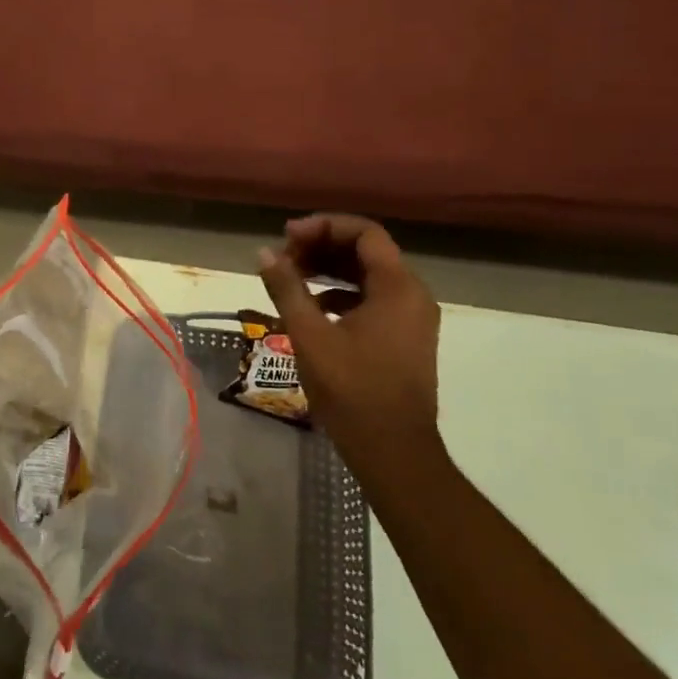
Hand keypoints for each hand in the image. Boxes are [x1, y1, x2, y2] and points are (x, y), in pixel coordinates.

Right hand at [257, 215, 442, 475]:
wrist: (393, 452)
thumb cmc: (352, 390)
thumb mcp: (309, 335)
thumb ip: (287, 288)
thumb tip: (264, 253)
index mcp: (398, 287)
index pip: (364, 233)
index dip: (323, 226)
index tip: (288, 237)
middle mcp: (413, 295)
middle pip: (366, 251)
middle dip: (322, 247)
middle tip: (283, 257)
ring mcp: (413, 319)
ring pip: (369, 276)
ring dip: (330, 270)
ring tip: (291, 277)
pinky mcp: (406, 338)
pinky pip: (374, 299)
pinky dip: (342, 294)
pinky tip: (312, 307)